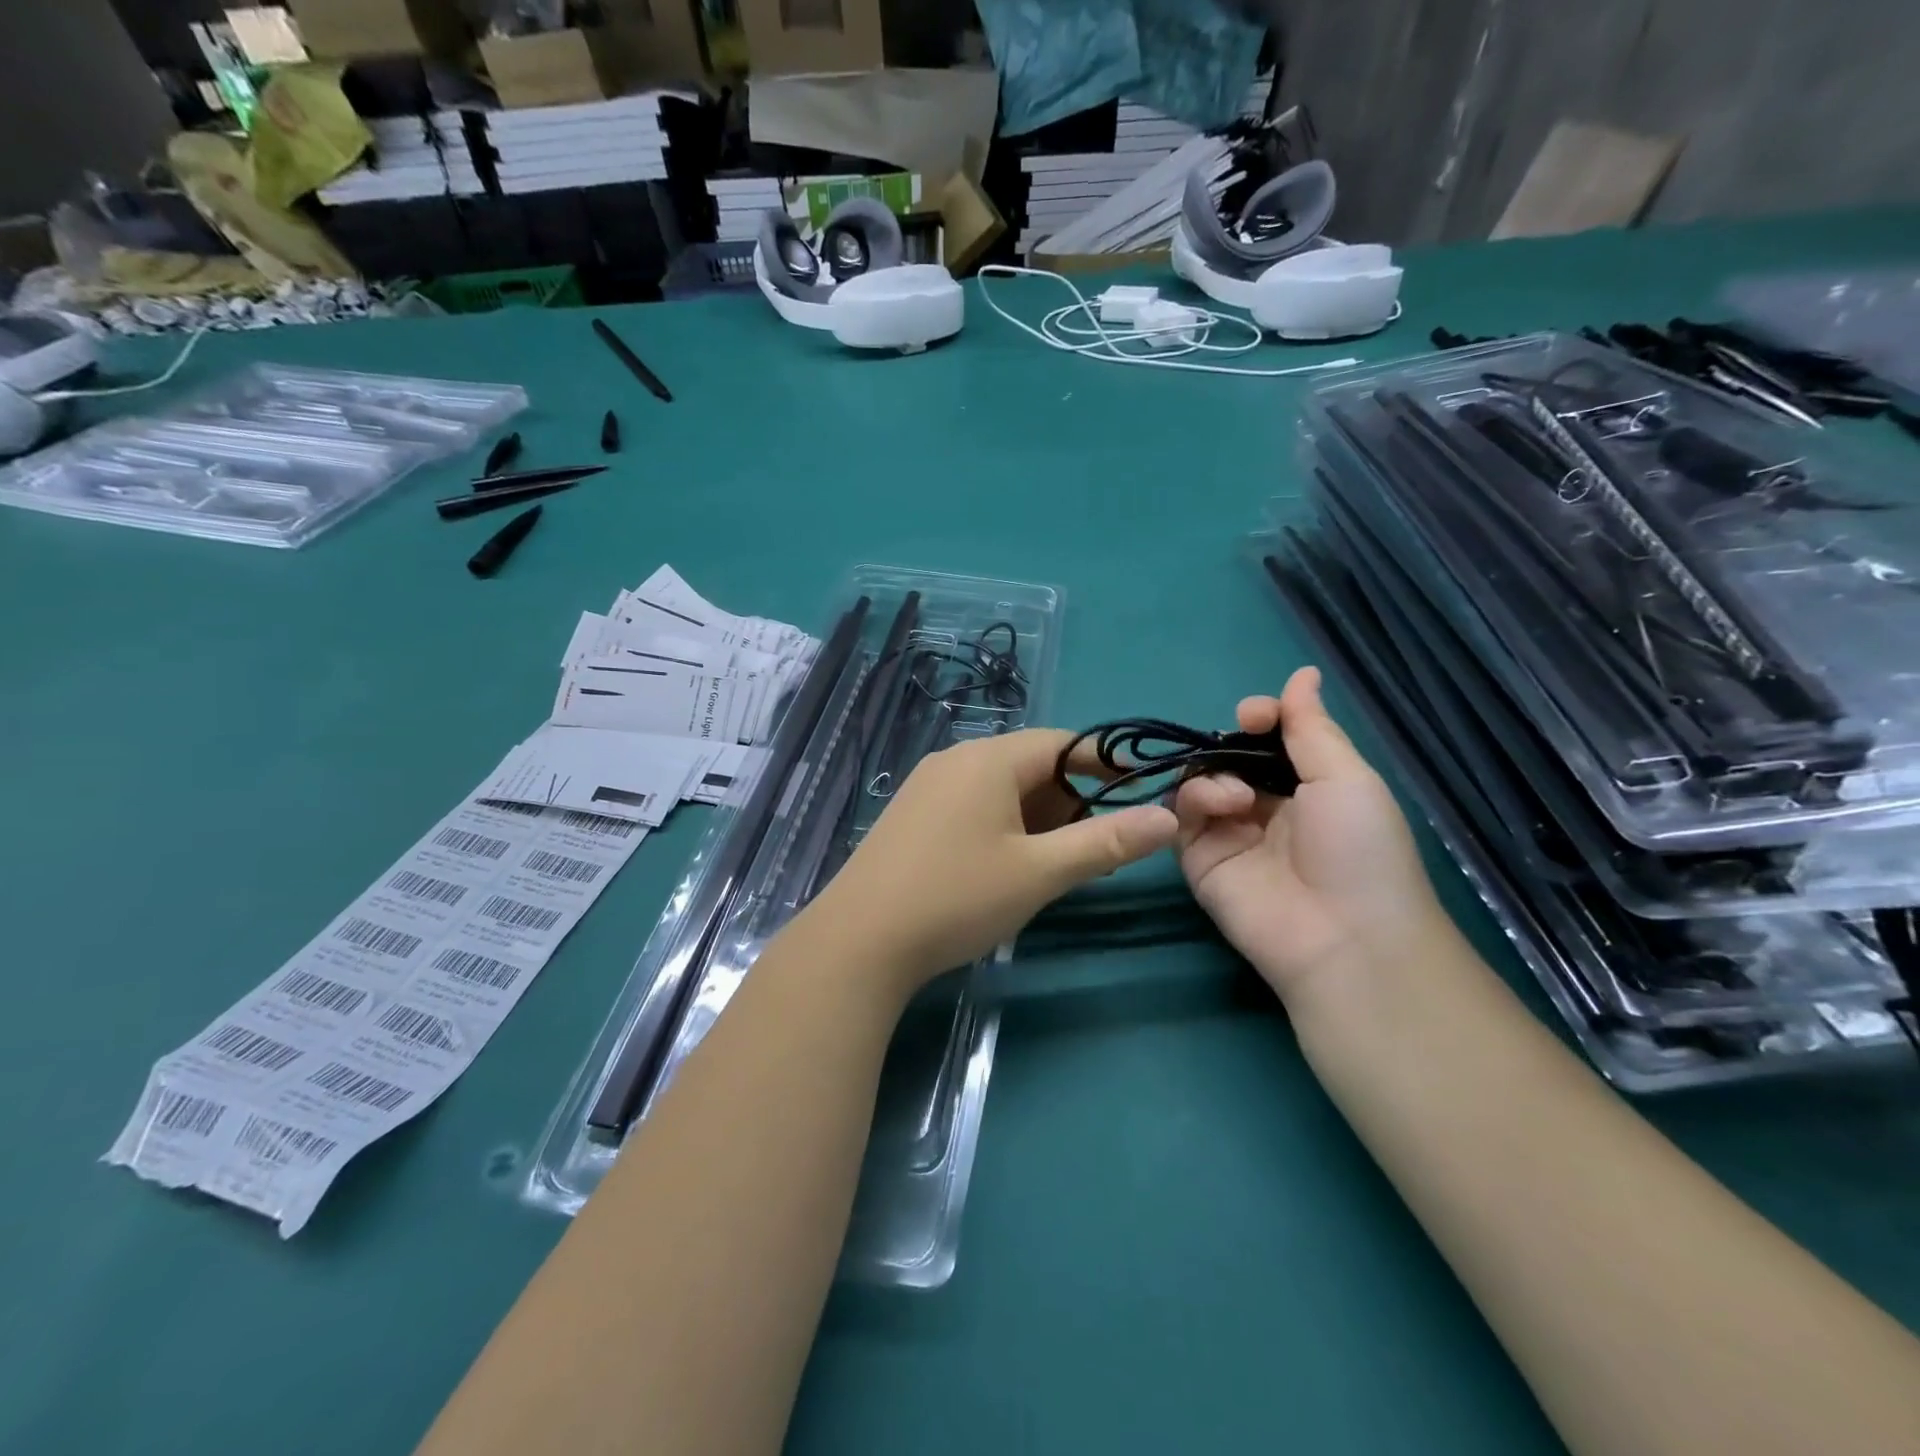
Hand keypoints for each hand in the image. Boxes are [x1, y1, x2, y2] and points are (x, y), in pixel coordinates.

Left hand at [810, 728, 1178, 990]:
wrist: (858, 941)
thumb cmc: (957, 897)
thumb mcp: (1039, 872)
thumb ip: (1105, 842)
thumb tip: (1167, 818)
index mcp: (988, 759)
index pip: (1062, 743)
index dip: (1105, 763)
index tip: (1141, 787)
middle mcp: (955, 760)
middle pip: (1030, 765)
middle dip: (1071, 799)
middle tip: (1098, 844)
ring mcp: (927, 787)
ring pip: (1000, 788)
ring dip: (1038, 817)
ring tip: (1057, 862)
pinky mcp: (911, 816)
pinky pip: (972, 805)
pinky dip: (1004, 825)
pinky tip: (1007, 867)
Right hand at [1175, 668, 1445, 1005]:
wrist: (1342, 935)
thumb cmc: (1359, 849)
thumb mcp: (1346, 777)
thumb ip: (1311, 726)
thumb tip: (1303, 672)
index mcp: (1307, 789)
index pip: (1269, 743)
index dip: (1260, 721)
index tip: (1255, 714)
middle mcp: (1265, 808)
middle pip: (1228, 758)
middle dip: (1229, 742)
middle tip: (1239, 735)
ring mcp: (1228, 835)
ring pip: (1199, 782)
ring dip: (1213, 774)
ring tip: (1238, 795)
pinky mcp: (1199, 859)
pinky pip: (1181, 816)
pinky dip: (1194, 800)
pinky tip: (1224, 806)